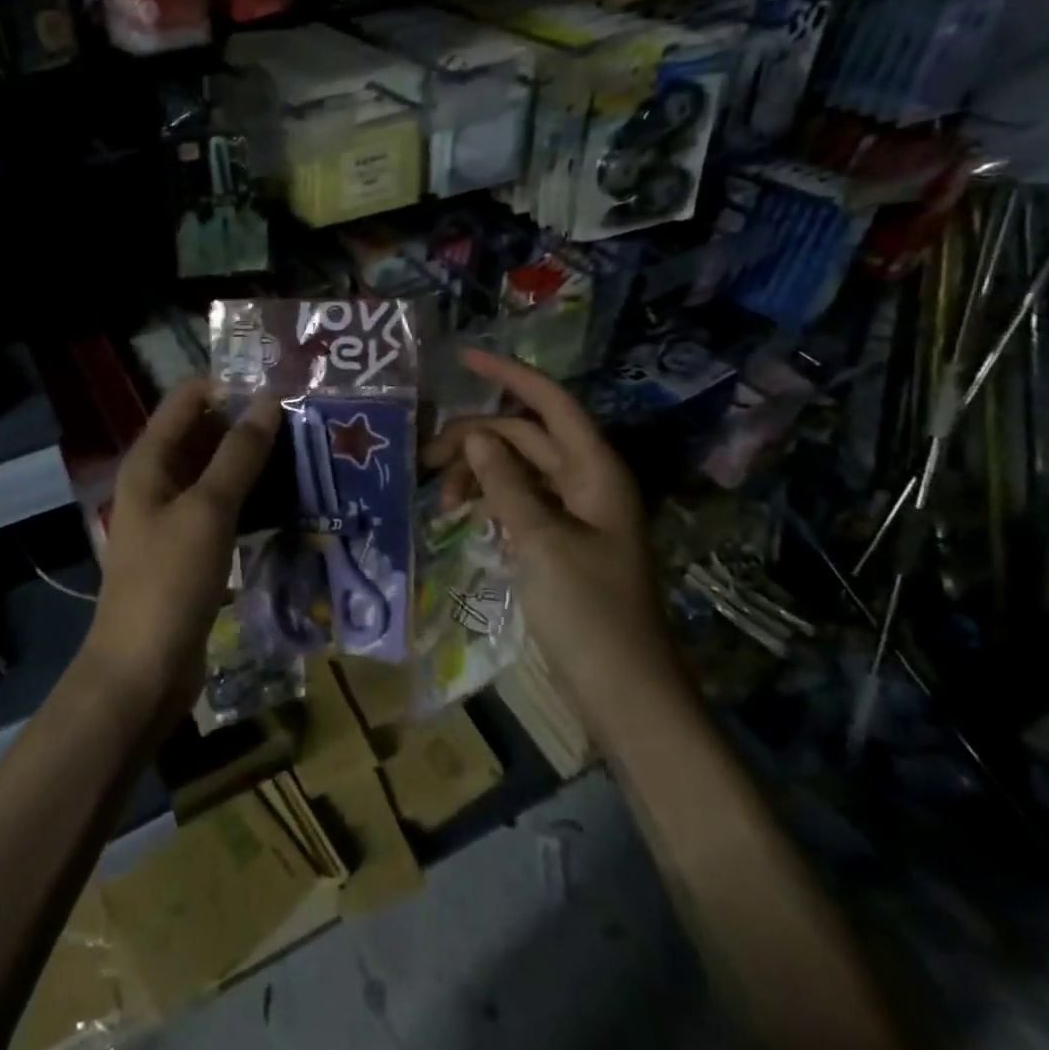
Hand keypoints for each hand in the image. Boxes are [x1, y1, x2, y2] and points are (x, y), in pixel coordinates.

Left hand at [86, 380, 281, 714]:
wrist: (142, 671)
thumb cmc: (169, 582)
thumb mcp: (207, 510)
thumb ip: (239, 454)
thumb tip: (269, 400)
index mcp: (151, 460)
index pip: (188, 398)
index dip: (230, 384)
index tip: (282, 383)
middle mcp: (161, 480)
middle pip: (206, 433)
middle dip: (252, 423)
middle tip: (309, 418)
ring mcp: (177, 516)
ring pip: (221, 472)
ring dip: (258, 462)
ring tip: (311, 452)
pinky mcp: (195, 548)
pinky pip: (227, 508)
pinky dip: (255, 499)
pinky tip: (295, 498)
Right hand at [426, 348, 686, 735]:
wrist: (624, 691)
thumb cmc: (588, 612)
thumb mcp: (540, 541)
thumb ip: (506, 485)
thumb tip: (476, 438)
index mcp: (595, 471)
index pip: (550, 404)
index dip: (509, 375)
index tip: (463, 358)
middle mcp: (586, 482)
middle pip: (525, 437)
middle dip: (475, 438)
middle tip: (425, 459)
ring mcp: (573, 514)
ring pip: (517, 470)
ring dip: (478, 473)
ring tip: (441, 500)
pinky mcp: (559, 542)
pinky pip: (518, 502)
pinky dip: (489, 499)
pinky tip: (461, 513)